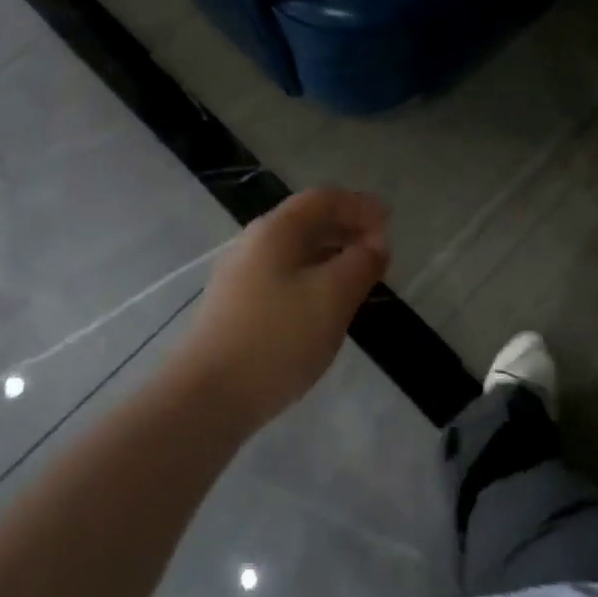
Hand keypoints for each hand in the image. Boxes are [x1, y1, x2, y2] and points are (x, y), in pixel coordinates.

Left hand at [180, 188, 389, 426]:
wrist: (207, 396)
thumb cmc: (278, 337)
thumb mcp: (333, 296)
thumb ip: (361, 263)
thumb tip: (376, 244)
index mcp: (276, 230)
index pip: (322, 199)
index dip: (359, 205)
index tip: (390, 220)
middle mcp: (254, 244)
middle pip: (307, 222)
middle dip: (347, 229)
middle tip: (381, 250)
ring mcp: (241, 278)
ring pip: (295, 253)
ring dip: (332, 256)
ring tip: (360, 276)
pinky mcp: (237, 308)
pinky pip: (285, 278)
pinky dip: (314, 279)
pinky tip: (327, 306)